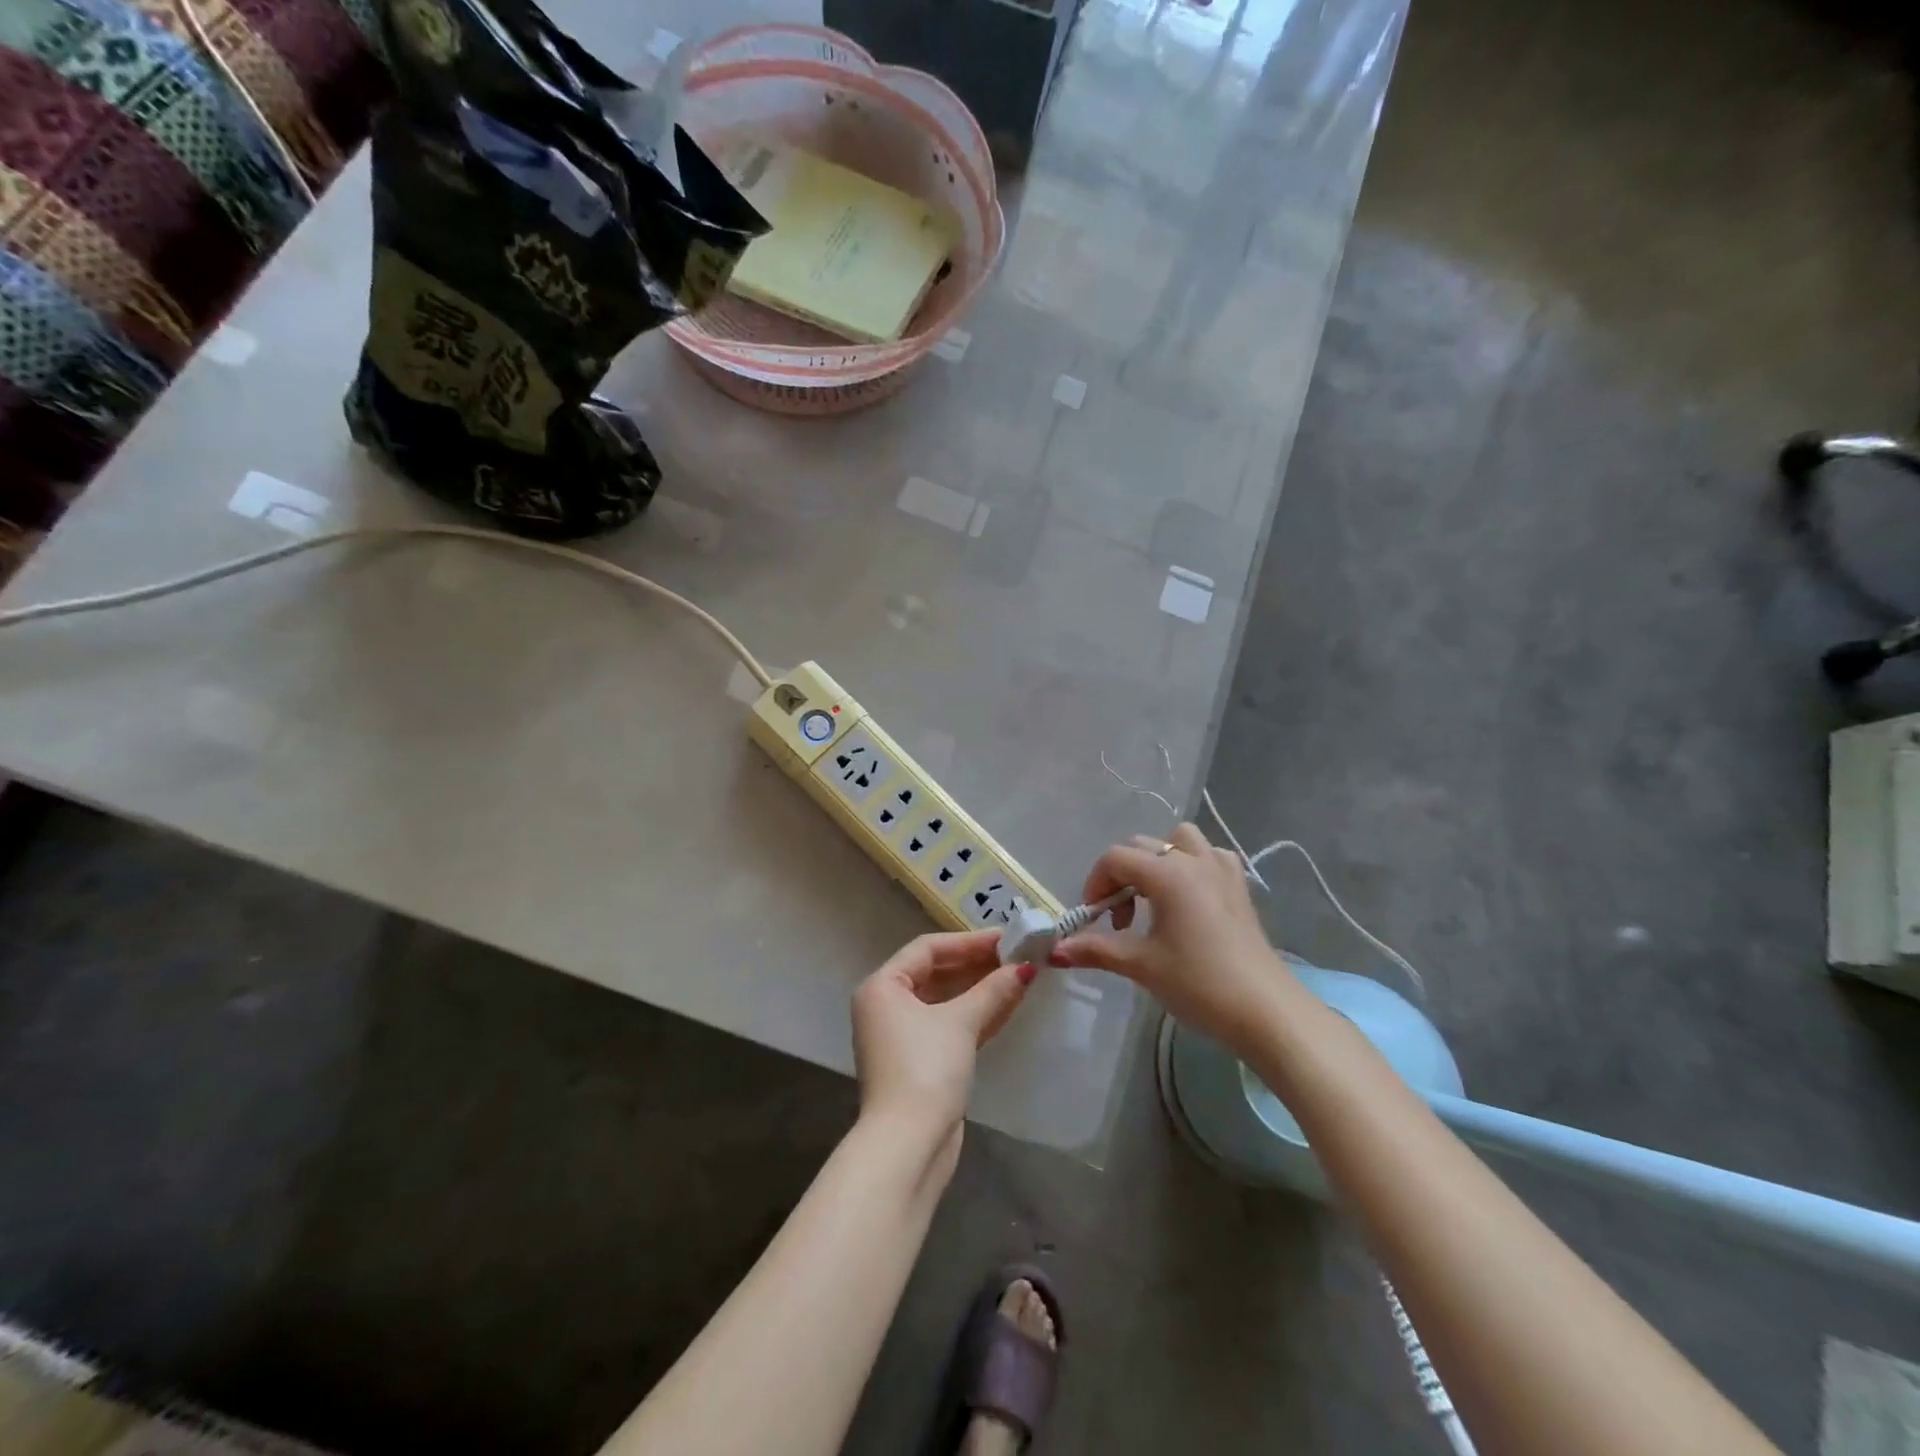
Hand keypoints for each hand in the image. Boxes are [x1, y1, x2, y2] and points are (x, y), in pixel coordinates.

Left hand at [851, 929, 1035, 1143]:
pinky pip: (951, 1026)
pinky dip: (977, 1015)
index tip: (1006, 937)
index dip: (969, 941)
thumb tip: (1025, 968)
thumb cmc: (926, 1069)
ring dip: (982, 989)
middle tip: (1018, 955)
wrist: (909, 1145)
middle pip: (937, 973)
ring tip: (1021, 975)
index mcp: (883, 987)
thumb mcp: (960, 1022)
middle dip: (978, 965)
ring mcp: (903, 1037)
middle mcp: (887, 1007)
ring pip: (946, 1001)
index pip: (928, 949)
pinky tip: (1010, 1005)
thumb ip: (993, 990)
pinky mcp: (921, 1062)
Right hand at [1054, 822, 1290, 1055]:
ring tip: (1154, 898)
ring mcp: (1222, 871)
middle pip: (1142, 846)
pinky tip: (1190, 898)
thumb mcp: (1142, 965)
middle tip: (1121, 919)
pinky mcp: (1240, 888)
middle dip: (1121, 875)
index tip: (1095, 918)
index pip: (1115, 858)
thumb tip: (1055, 951)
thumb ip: (1096, 949)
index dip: (1096, 884)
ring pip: (1180, 841)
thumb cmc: (1199, 984)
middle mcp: (1194, 860)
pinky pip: (1210, 856)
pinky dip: (1192, 865)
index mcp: (1167, 873)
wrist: (1266, 1012)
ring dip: (1158, 860)